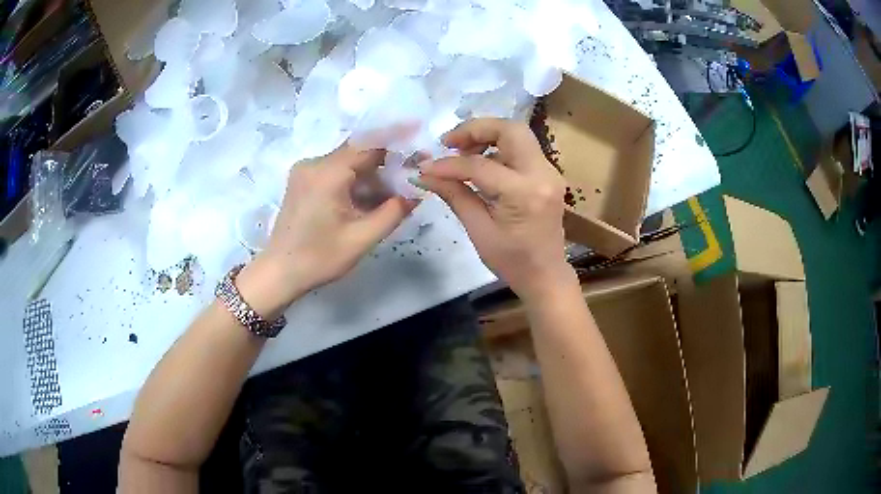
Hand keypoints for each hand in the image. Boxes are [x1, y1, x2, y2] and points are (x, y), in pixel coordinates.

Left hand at [237, 144, 416, 317]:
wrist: (279, 273)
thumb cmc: (319, 258)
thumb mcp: (362, 238)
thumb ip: (393, 212)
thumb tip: (417, 193)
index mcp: (328, 172)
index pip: (370, 144)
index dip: (398, 144)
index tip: (420, 147)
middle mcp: (314, 163)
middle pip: (359, 153)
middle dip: (386, 165)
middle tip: (411, 179)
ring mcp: (306, 171)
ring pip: (348, 164)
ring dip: (371, 177)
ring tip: (394, 196)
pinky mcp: (302, 182)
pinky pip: (335, 173)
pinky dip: (355, 183)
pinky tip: (368, 201)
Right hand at [417, 118, 575, 301]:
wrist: (545, 274)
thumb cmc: (511, 261)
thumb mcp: (478, 230)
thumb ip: (454, 195)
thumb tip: (424, 174)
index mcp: (524, 194)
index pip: (480, 165)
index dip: (449, 164)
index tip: (426, 168)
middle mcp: (542, 174)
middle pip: (510, 129)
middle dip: (476, 129)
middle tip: (450, 143)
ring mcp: (549, 172)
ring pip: (517, 134)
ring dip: (488, 136)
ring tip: (462, 153)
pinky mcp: (548, 174)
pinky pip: (522, 149)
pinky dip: (499, 147)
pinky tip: (481, 163)